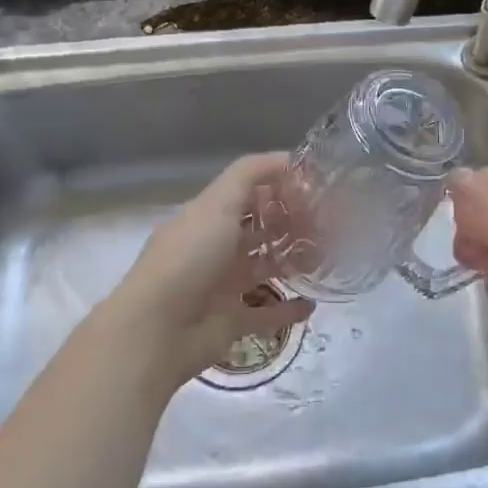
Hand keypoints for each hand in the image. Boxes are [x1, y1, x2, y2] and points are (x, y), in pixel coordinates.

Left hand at [102, 153, 313, 390]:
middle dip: (292, 224)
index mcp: (208, 217)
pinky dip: (288, 309)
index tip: (315, 188)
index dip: (279, 187)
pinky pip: (267, 314)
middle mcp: (216, 247)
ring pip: (266, 268)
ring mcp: (223, 286)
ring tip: (327, 257)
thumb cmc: (188, 258)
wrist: (157, 330)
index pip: (249, 193)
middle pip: (260, 229)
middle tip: (331, 223)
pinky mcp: (232, 322)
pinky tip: (312, 303)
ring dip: (293, 261)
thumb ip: (251, 174)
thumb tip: (288, 158)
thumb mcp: (217, 203)